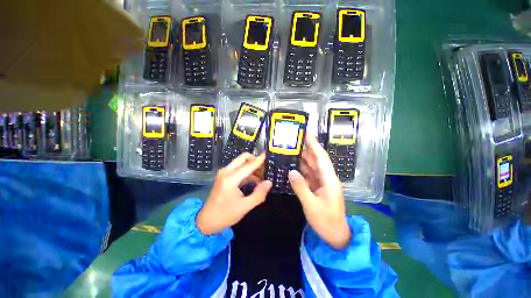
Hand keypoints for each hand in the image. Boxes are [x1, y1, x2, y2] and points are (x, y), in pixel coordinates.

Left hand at [197, 153, 271, 234]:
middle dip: (255, 161)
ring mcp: (224, 173)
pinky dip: (247, 171)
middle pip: (243, 158)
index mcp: (231, 178)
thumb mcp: (245, 207)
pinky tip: (254, 180)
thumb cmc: (225, 215)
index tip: (267, 155)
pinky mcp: (224, 176)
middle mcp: (226, 171)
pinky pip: (238, 168)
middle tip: (264, 170)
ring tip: (261, 177)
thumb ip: (259, 194)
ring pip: (241, 162)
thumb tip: (269, 182)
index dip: (259, 160)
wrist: (206, 220)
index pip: (248, 165)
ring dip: (251, 167)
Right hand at [288, 135, 350, 249]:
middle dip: (308, 147)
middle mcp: (326, 178)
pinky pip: (309, 174)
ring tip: (294, 147)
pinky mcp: (317, 187)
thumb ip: (301, 187)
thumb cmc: (326, 221)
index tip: (308, 134)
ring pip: (312, 166)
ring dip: (304, 156)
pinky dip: (302, 168)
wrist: (335, 235)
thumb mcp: (312, 205)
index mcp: (329, 180)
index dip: (315, 145)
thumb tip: (291, 171)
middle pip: (316, 159)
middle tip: (297, 138)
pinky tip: (294, 164)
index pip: (321, 158)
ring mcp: (322, 182)